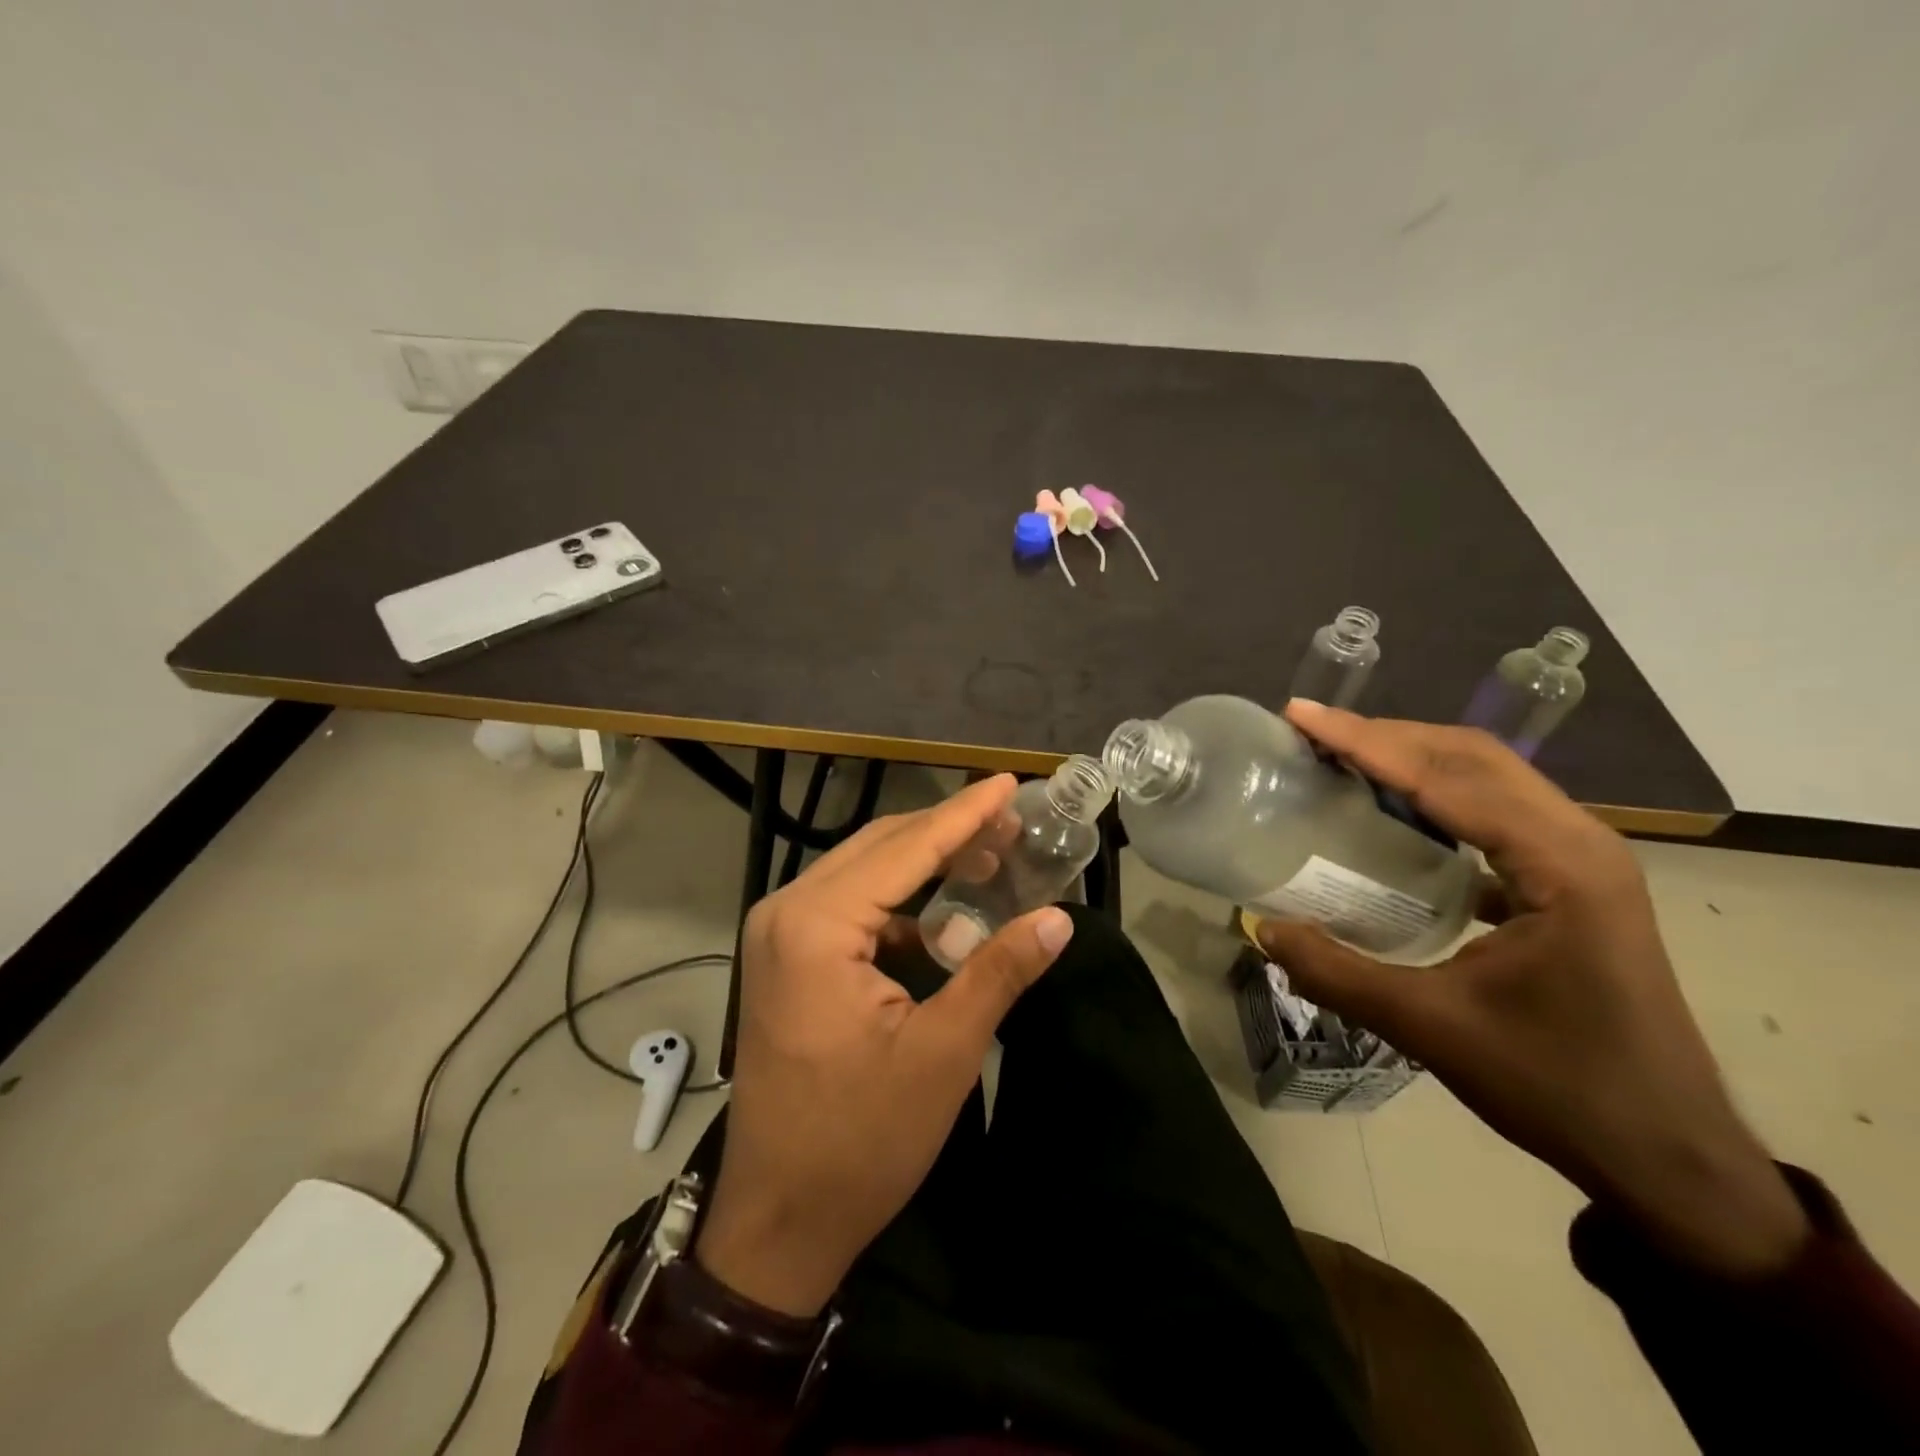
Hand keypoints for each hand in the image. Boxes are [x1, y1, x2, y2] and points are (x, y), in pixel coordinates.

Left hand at [696, 775, 1074, 1315]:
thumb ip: (998, 972)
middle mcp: (787, 912)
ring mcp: (779, 935)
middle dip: (947, 832)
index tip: (1008, 783)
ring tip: (988, 857)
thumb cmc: (860, 1140)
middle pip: (880, 848)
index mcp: (817, 925)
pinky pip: (848, 906)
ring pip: (863, 872)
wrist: (778, 1219)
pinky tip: (941, 917)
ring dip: (923, 862)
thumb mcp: (943, 1053)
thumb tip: (1058, 918)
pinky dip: (897, 900)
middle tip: (1010, 822)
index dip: (964, 815)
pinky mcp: (786, 959)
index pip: (906, 849)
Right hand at [1256, 702, 1808, 1276]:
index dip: (1366, 743)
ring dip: (1411, 758)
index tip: (1301, 718)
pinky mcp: (1570, 881)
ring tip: (1341, 758)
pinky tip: (1392, 814)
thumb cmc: (1559, 1087)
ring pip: (1487, 778)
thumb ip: (1338, 974)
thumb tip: (1261, 927)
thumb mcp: (1432, 1030)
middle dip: (1386, 736)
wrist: (1669, 1155)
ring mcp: (1581, 859)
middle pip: (1472, 757)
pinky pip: (1494, 812)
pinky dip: (1436, 794)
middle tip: (1311, 733)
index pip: (1447, 778)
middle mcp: (1579, 842)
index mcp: (1561, 865)